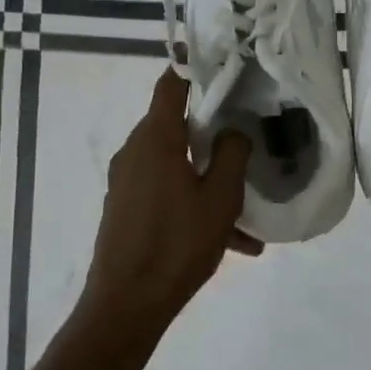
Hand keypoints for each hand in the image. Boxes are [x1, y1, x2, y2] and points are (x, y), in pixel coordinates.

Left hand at [83, 68, 258, 322]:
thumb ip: (233, 155)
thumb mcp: (220, 198)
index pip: (171, 85)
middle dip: (212, 133)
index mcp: (156, 139)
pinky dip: (192, 202)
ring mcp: (125, 181)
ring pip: (175, 165)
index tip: (222, 64)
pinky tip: (229, 241)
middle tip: (247, 138)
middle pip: (176, 126)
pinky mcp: (124, 207)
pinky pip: (164, 191)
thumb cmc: (177, 244)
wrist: (125, 305)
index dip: (194, 69)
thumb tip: (234, 130)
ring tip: (246, 217)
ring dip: (208, 179)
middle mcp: (134, 151)